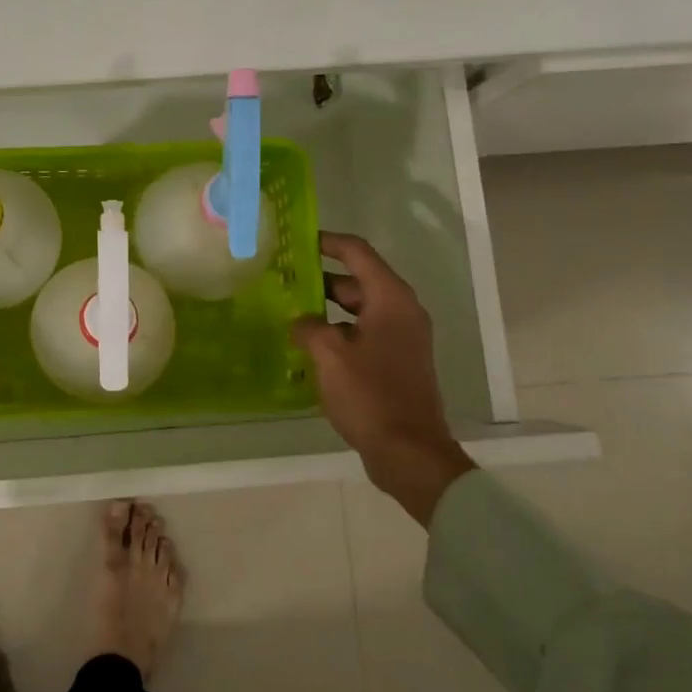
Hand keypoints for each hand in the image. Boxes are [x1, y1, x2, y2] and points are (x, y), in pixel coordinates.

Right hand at [292, 232, 475, 527]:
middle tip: (283, 279)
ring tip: (289, 310)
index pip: (357, 253)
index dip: (327, 242)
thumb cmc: (370, 394)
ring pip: (358, 309)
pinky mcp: (396, 362)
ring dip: (326, 307)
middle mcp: (401, 312)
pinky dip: (338, 331)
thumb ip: (308, 326)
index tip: (297, 239)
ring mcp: (401, 339)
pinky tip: (308, 345)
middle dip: (320, 278)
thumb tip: (301, 320)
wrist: (408, 451)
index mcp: (391, 299)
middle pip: (357, 280)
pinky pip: (363, 333)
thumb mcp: (329, 354)